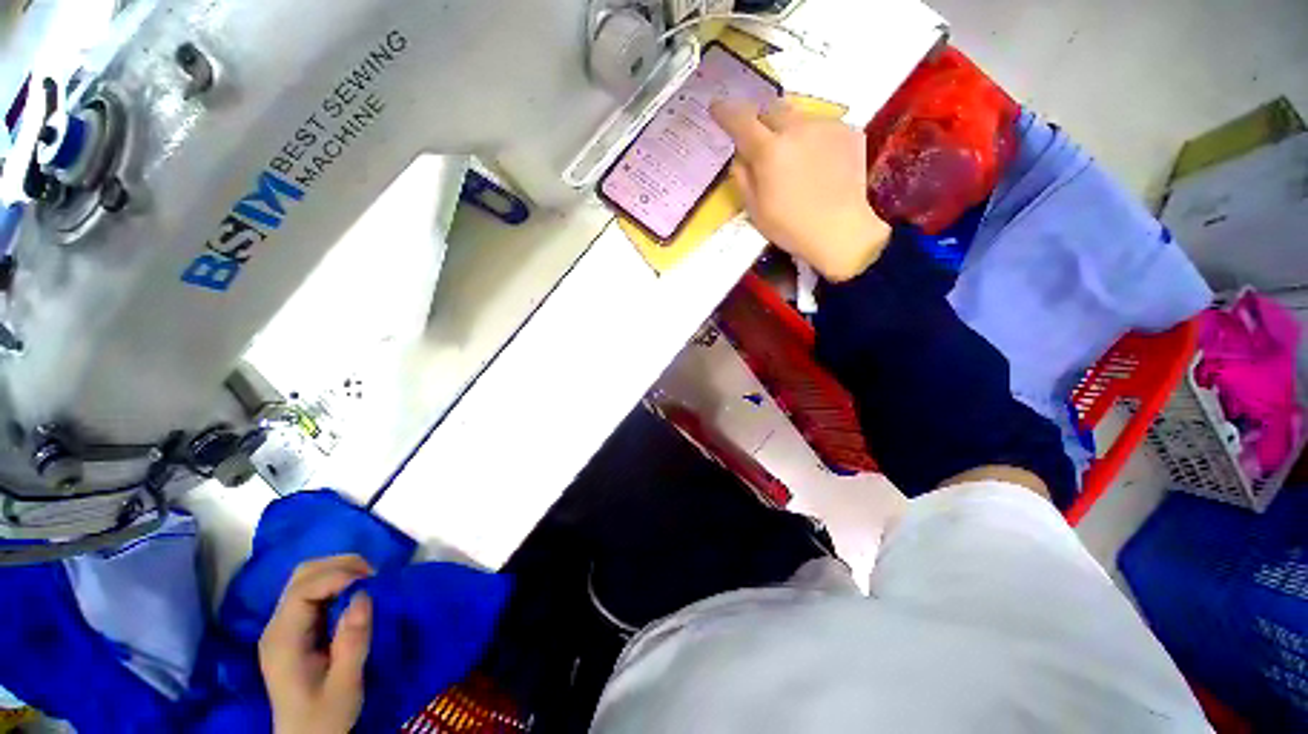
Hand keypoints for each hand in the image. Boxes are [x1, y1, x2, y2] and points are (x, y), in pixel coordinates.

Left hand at [259, 555, 373, 733]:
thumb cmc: (325, 716)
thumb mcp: (345, 685)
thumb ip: (353, 642)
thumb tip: (364, 596)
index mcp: (283, 640)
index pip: (303, 590)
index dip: (337, 576)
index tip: (372, 581)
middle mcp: (278, 626)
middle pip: (302, 575)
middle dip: (341, 566)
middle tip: (375, 577)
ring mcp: (284, 626)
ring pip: (307, 578)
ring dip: (340, 571)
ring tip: (369, 582)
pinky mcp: (295, 628)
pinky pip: (314, 590)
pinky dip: (337, 582)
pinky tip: (355, 594)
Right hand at [711, 99, 889, 281]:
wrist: (841, 231)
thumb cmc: (790, 227)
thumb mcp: (754, 209)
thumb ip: (742, 176)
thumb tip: (740, 155)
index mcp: (770, 150)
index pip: (741, 120)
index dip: (726, 112)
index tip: (717, 107)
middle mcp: (797, 128)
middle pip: (771, 108)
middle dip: (760, 118)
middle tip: (758, 138)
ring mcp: (826, 126)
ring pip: (798, 116)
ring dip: (788, 129)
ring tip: (793, 157)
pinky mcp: (849, 131)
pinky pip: (822, 126)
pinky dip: (813, 139)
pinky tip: (817, 163)